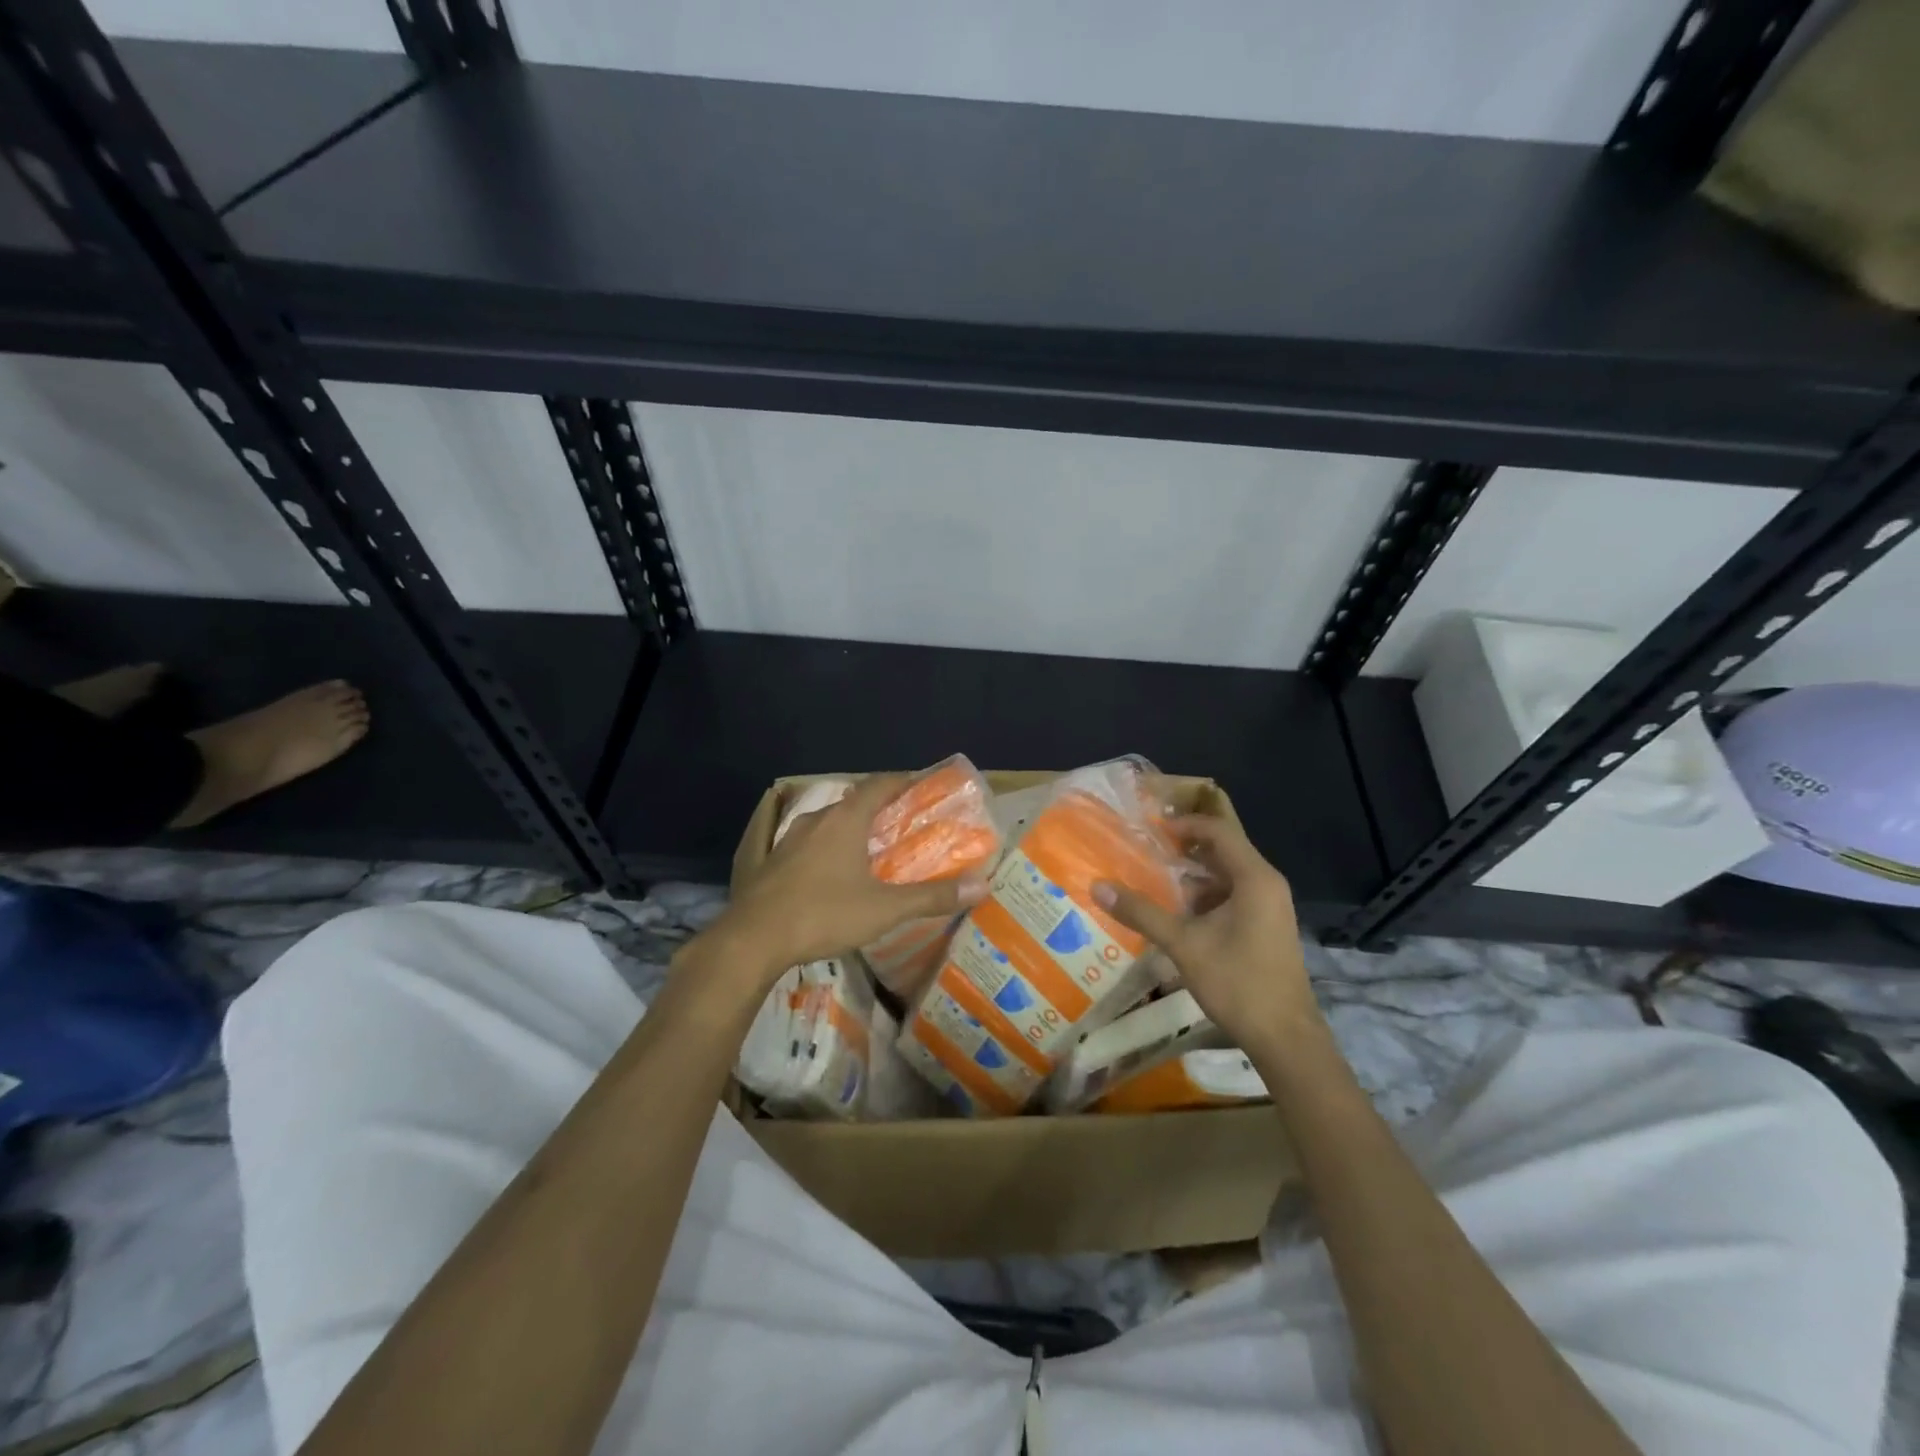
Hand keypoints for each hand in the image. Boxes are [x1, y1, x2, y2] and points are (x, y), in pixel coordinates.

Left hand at [713, 773, 989, 987]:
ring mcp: (787, 840)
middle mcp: (816, 820)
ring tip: (869, 849)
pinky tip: (828, 871)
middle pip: (853, 802)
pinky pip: (805, 844)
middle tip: (902, 824)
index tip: (922, 785)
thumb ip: (931, 897)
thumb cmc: (823, 914)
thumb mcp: (884, 909)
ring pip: (826, 823)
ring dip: (849, 829)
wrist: (752, 940)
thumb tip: (982, 886)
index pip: (879, 785)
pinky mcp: (768, 862)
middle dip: (878, 808)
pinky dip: (825, 848)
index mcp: (845, 820)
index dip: (902, 781)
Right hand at [1093, 812, 1320, 1054]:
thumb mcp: (1183, 945)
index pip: (1219, 831)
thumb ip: (1142, 912)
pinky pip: (1234, 896)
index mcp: (1254, 878)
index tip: (1151, 829)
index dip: (1185, 824)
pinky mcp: (1267, 926)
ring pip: (1227, 876)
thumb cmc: (1237, 982)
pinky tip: (1177, 914)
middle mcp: (1267, 884)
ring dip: (1193, 876)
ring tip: (1153, 880)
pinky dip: (1206, 897)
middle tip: (1146, 850)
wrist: (1285, 1038)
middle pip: (1224, 850)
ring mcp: (1270, 906)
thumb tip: (1098, 886)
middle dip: (1185, 849)